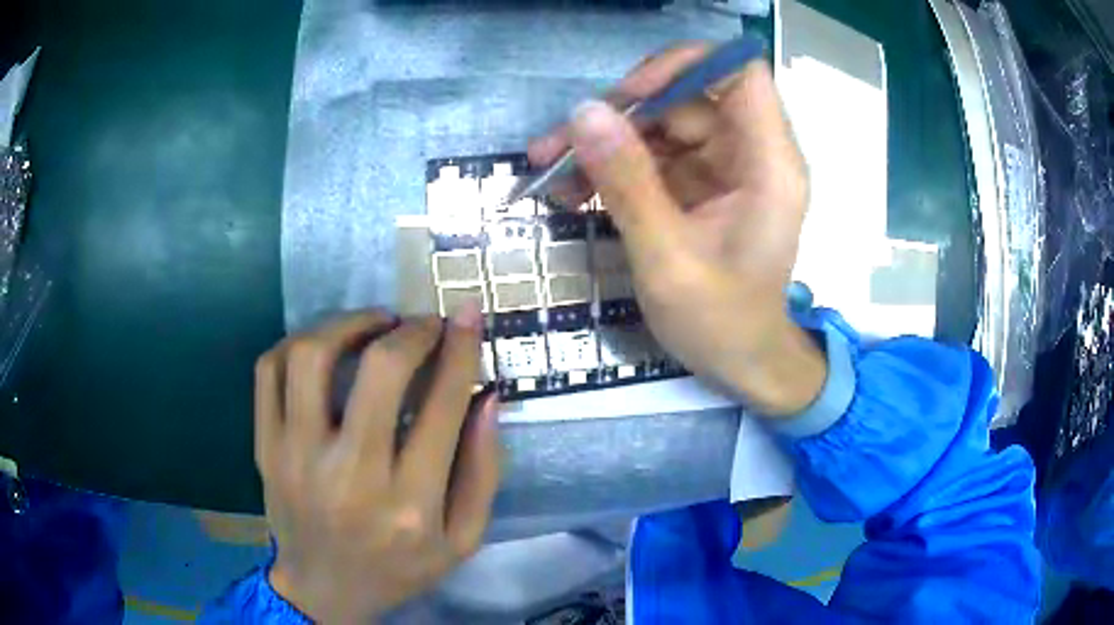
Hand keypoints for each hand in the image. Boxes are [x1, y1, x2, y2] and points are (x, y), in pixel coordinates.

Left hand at [254, 307, 500, 621]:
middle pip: (378, 371)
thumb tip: (485, 395)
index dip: (460, 348)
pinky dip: (299, 342)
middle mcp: (350, 475)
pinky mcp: (264, 448)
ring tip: (373, 325)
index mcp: (409, 504)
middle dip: (410, 331)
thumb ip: (482, 471)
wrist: (322, 590)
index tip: (465, 315)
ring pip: (312, 357)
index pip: (442, 405)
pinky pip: (269, 371)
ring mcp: (295, 457)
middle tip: (421, 324)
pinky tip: (324, 346)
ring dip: (349, 324)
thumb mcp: (462, 540)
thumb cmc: (398, 569)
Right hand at [529, 45, 824, 414]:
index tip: (629, 95)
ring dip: (605, 142)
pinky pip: (654, 156)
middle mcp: (751, 154)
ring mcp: (724, 168)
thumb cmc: (720, 322)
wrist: (741, 363)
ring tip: (548, 170)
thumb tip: (584, 111)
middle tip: (558, 143)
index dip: (684, 67)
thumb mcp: (667, 257)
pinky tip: (571, 191)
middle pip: (686, 97)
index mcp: (768, 164)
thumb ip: (627, 181)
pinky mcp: (700, 185)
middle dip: (621, 114)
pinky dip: (613, 167)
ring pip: (661, 124)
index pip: (739, 74)